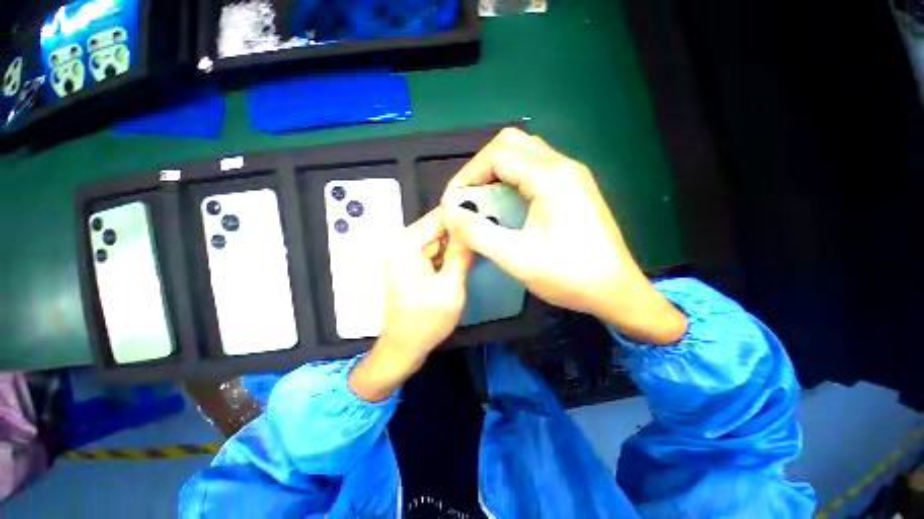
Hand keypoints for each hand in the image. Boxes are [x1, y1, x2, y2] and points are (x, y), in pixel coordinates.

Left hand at [349, 208, 472, 401]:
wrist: (402, 347)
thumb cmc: (425, 322)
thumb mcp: (450, 288)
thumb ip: (461, 255)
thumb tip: (473, 226)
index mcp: (408, 244)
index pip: (441, 215)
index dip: (465, 215)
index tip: (489, 218)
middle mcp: (404, 241)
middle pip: (440, 225)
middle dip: (463, 231)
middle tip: (488, 237)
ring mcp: (407, 251)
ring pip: (440, 237)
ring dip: (458, 243)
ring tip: (478, 250)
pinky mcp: (412, 261)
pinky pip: (436, 249)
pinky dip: (450, 253)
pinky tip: (464, 261)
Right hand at [443, 127, 686, 344]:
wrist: (615, 291)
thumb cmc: (569, 276)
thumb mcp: (517, 258)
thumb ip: (478, 233)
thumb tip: (450, 213)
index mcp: (552, 177)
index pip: (498, 154)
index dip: (468, 174)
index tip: (453, 201)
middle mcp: (564, 166)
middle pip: (511, 143)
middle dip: (481, 167)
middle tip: (468, 197)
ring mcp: (571, 175)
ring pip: (523, 154)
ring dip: (496, 172)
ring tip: (482, 201)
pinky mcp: (573, 188)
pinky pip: (534, 170)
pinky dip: (511, 181)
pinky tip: (506, 206)